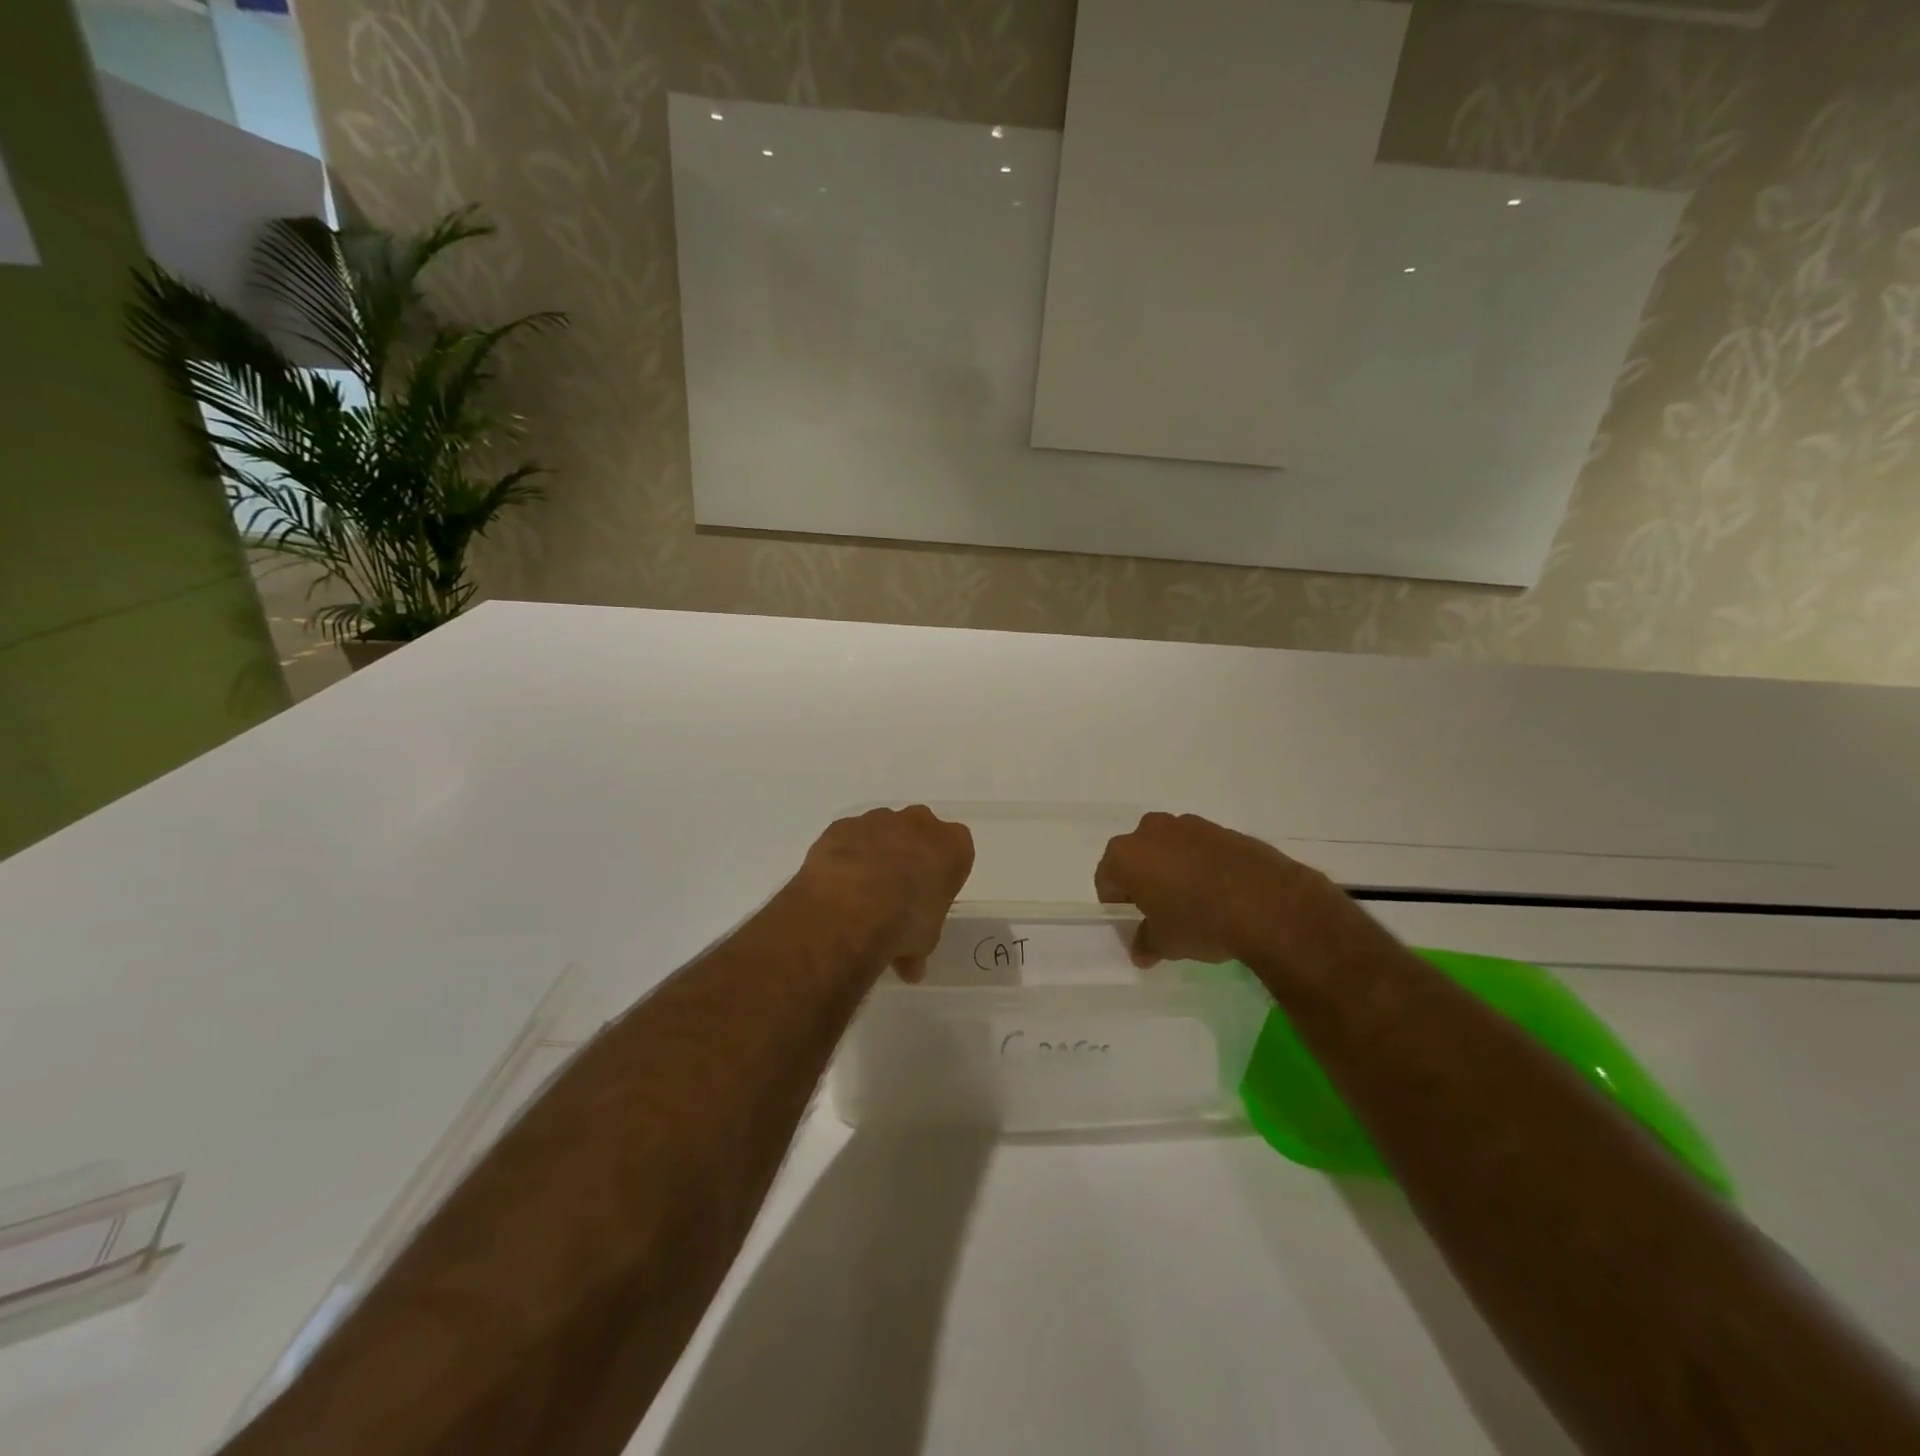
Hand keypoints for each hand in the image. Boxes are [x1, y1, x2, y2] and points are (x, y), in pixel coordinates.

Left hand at [795, 806, 974, 980]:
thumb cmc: (904, 923)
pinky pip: (848, 839)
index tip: (931, 895)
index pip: (957, 849)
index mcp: (952, 846)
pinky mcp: (841, 826)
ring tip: (861, 896)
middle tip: (897, 893)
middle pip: (919, 832)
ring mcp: (877, 820)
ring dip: (875, 855)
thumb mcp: (924, 942)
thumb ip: (918, 945)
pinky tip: (837, 886)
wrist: (850, 909)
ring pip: (881, 832)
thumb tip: (909, 967)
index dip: (942, 872)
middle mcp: (918, 824)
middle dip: (910, 855)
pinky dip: (845, 857)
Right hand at [1095, 811, 1330, 968]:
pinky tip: (1219, 890)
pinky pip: (1198, 847)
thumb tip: (1140, 952)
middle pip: (1135, 857)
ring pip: (1167, 848)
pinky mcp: (1220, 828)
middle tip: (1162, 910)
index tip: (1135, 922)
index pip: (1106, 880)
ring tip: (1195, 900)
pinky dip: (1201, 863)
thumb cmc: (1200, 922)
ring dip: (1173, 868)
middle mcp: (1149, 831)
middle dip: (1144, 880)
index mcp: (1125, 856)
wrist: (1266, 902)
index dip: (1117, 903)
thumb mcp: (1166, 943)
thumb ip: (1146, 943)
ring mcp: (1187, 825)